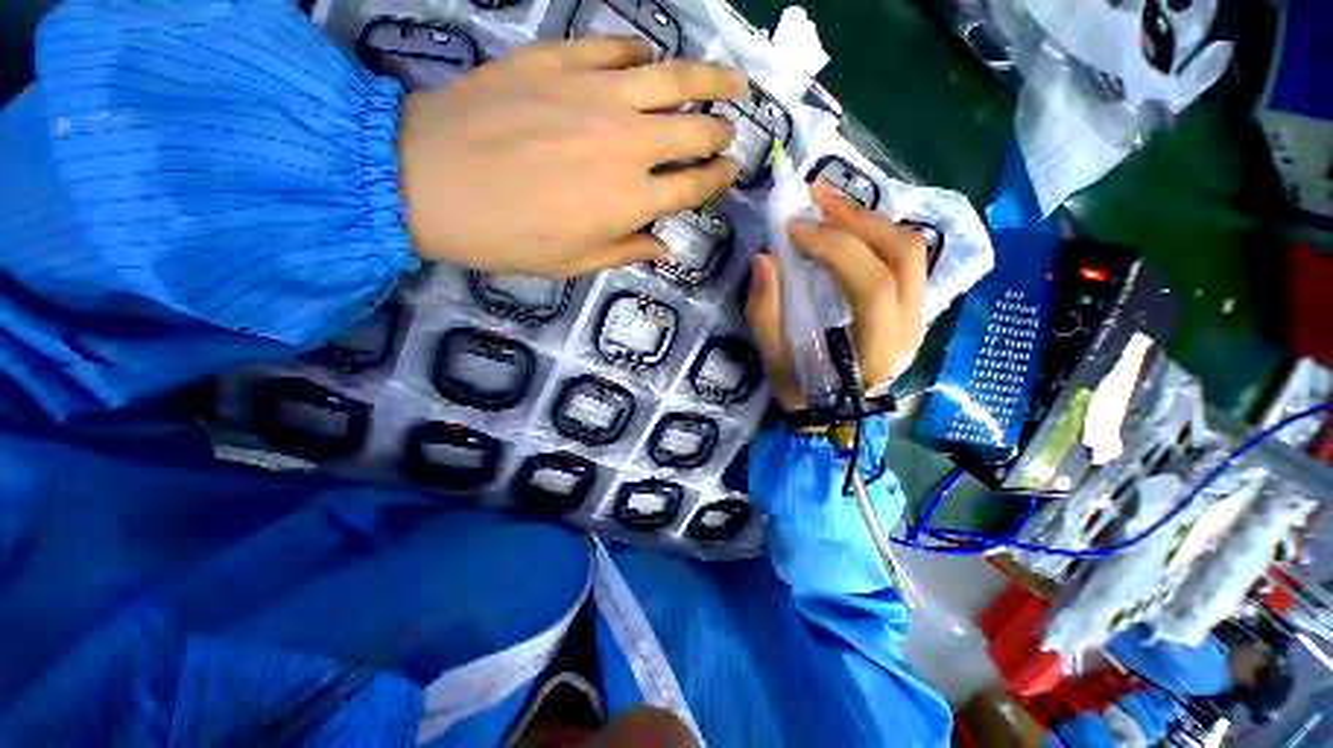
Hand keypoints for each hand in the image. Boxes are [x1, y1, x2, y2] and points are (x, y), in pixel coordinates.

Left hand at [396, 37, 744, 275]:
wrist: (427, 180)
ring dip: (709, 81)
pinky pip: (615, 48)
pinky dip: (640, 54)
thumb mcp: (573, 263)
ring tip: (731, 80)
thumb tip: (663, 247)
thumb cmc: (507, 237)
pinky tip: (648, 59)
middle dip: (720, 132)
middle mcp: (627, 143)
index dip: (717, 180)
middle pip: (693, 131)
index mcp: (631, 199)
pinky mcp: (560, 60)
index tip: (731, 173)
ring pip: (672, 79)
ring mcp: (595, 94)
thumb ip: (626, 250)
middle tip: (730, 131)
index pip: (692, 186)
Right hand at [746, 183, 926, 411]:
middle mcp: (909, 328)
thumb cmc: (802, 390)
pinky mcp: (911, 307)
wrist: (833, 414)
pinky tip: (846, 227)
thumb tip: (764, 258)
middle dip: (857, 218)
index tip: (794, 228)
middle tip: (816, 198)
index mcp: (877, 348)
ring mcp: (916, 315)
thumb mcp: (774, 359)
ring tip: (829, 205)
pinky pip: (904, 259)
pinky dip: (875, 235)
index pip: (872, 284)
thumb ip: (766, 312)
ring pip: (910, 251)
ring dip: (868, 220)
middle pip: (903, 254)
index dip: (836, 247)